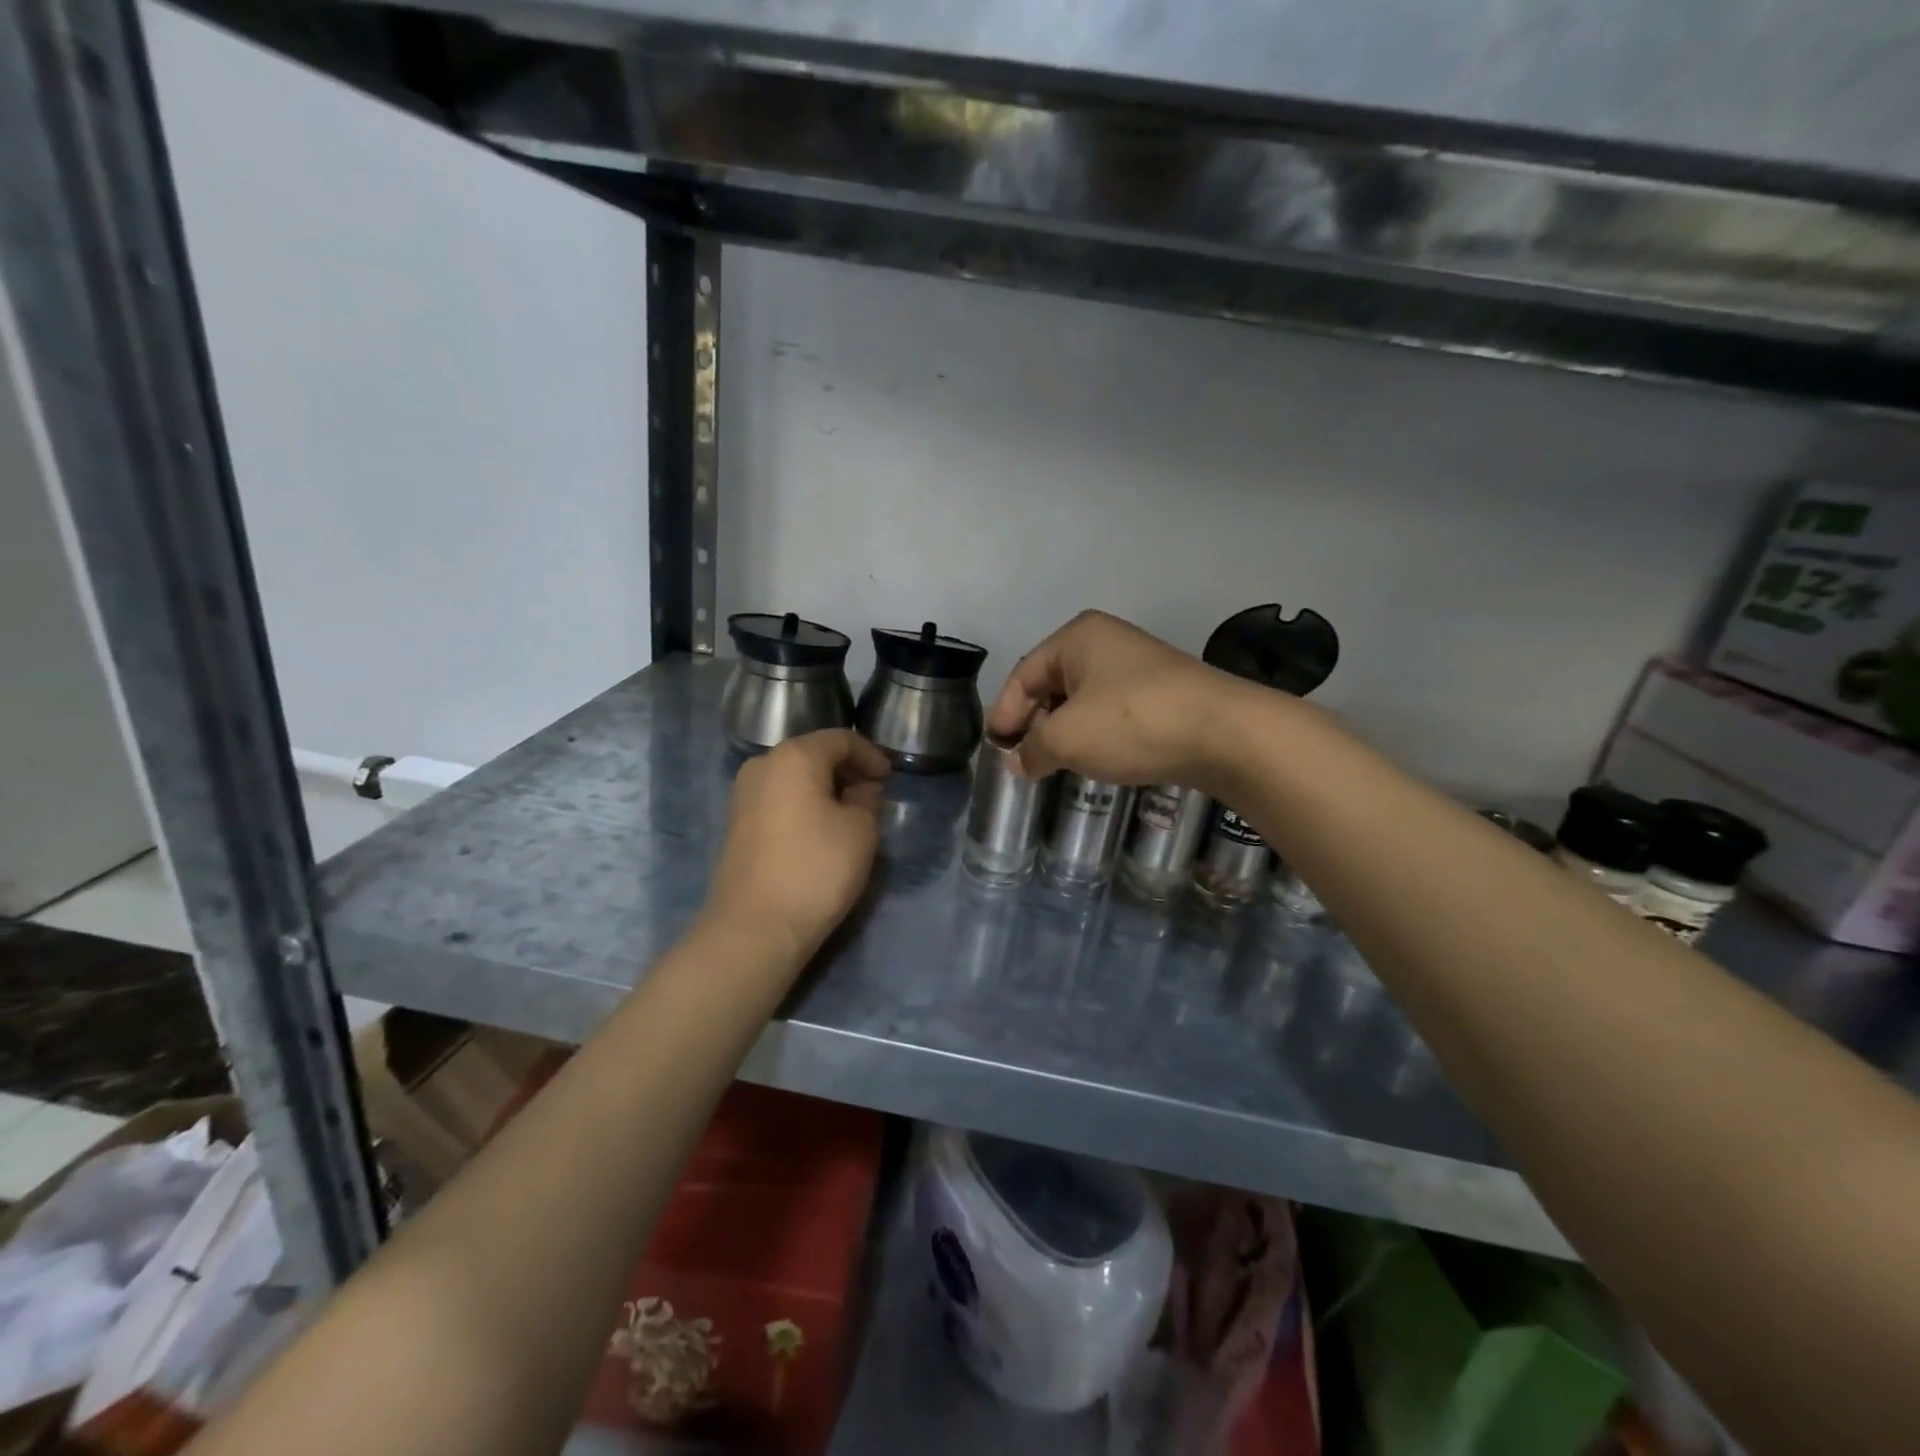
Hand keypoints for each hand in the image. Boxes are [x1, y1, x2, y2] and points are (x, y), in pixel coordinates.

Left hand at [704, 729, 890, 963]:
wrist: (755, 927)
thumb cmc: (816, 869)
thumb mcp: (861, 830)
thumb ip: (867, 798)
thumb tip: (860, 789)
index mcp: (794, 756)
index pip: (841, 739)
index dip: (870, 754)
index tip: (890, 778)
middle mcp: (762, 765)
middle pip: (813, 754)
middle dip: (847, 770)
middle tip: (874, 795)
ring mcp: (744, 795)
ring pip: (794, 777)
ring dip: (825, 788)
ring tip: (851, 814)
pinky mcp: (737, 823)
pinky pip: (779, 799)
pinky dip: (804, 804)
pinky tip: (822, 829)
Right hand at [987, 611, 1243, 787]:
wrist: (1226, 733)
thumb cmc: (1132, 722)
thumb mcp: (1067, 738)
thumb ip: (1032, 749)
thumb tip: (1017, 762)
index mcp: (1077, 637)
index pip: (1024, 675)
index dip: (1005, 713)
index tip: (996, 749)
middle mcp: (1106, 642)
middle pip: (1053, 684)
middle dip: (1034, 723)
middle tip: (1023, 759)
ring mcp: (1139, 665)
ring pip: (1083, 700)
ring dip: (1065, 731)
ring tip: (1053, 764)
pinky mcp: (1163, 692)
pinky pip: (1112, 711)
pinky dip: (1096, 734)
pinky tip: (1095, 758)